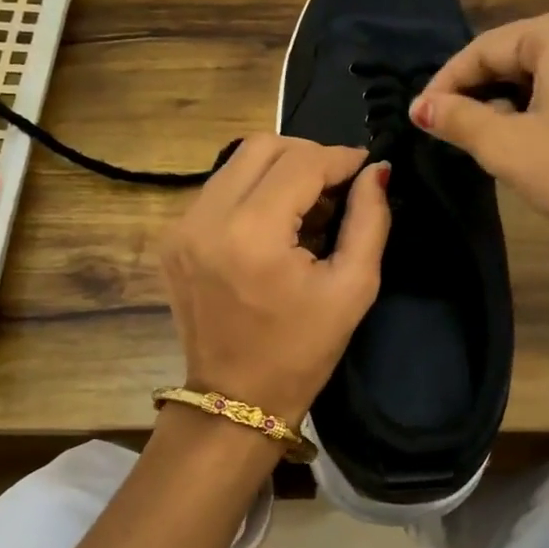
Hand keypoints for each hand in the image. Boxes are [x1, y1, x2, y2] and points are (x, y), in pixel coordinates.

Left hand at [161, 135, 390, 423]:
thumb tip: (376, 173)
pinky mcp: (172, 238)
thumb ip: (369, 221)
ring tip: (309, 204)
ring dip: (279, 170)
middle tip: (337, 184)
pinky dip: (252, 190)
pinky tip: (276, 221)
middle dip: (308, 155)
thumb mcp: (352, 288)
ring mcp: (181, 226)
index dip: (340, 158)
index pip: (301, 163)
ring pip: (236, 162)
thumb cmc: (301, 352)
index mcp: (252, 233)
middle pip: (262, 147)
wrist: (234, 400)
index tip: (366, 167)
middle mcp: (206, 218)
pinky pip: (219, 189)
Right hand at [410, 2, 548, 247]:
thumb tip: (420, 107)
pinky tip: (541, 126)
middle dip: (483, 84)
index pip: (487, 47)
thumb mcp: (506, 146)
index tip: (422, 113)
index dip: (447, 81)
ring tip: (493, 127)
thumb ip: (457, 118)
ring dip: (516, 91)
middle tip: (454, 120)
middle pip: (522, 49)